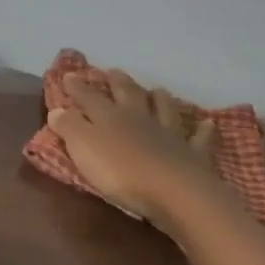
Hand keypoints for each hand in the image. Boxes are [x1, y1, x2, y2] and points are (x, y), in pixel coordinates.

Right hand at [48, 70, 229, 230]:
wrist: (173, 192)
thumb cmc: (120, 171)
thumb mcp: (84, 148)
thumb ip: (70, 127)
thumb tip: (58, 109)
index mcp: (110, 117)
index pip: (89, 97)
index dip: (77, 86)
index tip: (69, 75)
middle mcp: (140, 118)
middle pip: (129, 94)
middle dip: (118, 82)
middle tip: (113, 72)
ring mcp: (169, 134)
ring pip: (164, 110)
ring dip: (159, 99)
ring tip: (157, 90)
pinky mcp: (192, 155)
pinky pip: (198, 139)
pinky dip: (202, 130)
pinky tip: (206, 124)